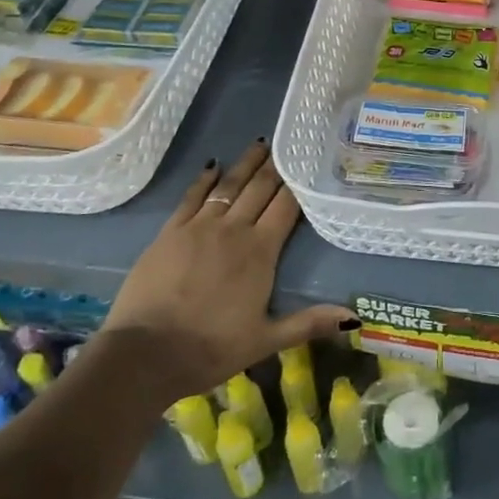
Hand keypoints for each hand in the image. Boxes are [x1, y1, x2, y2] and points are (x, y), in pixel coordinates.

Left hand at [99, 139, 354, 393]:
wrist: (145, 354)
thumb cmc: (211, 348)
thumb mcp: (265, 340)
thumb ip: (309, 322)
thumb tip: (354, 317)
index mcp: (261, 251)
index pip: (286, 206)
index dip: (298, 183)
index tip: (307, 163)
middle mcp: (234, 229)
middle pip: (260, 188)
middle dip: (275, 166)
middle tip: (286, 144)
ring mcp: (199, 227)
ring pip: (229, 185)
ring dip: (245, 164)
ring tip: (259, 144)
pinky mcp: (170, 232)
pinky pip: (192, 197)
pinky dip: (205, 179)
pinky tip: (213, 166)